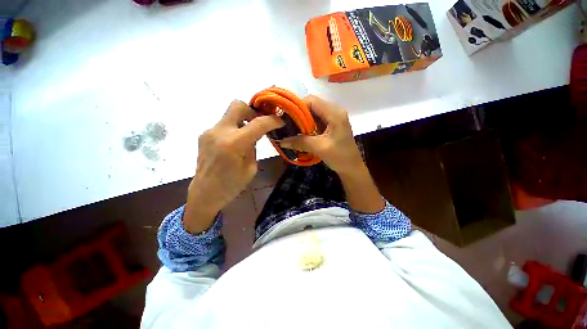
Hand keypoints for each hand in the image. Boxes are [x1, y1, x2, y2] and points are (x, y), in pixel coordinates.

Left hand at [183, 100, 283, 232]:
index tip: (280, 121)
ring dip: (243, 122)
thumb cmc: (232, 185)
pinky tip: (235, 144)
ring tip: (247, 137)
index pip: (258, 123)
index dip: (272, 120)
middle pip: (238, 105)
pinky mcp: (204, 135)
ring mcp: (210, 132)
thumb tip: (254, 135)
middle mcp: (220, 132)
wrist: (204, 193)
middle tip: (259, 124)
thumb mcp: (251, 167)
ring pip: (230, 115)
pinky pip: (224, 125)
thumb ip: (253, 147)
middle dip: (252, 111)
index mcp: (235, 143)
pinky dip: (234, 129)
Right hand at [278, 95, 362, 174]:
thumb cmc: (340, 157)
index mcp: (334, 113)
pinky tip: (300, 134)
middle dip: (298, 114)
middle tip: (286, 124)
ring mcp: (333, 118)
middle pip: (312, 106)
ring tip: (291, 129)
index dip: (297, 106)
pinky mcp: (331, 125)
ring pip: (313, 114)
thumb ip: (300, 142)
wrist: (351, 167)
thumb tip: (281, 141)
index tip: (285, 116)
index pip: (312, 101)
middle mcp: (334, 111)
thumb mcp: (319, 148)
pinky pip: (316, 121)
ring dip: (302, 121)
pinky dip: (307, 126)